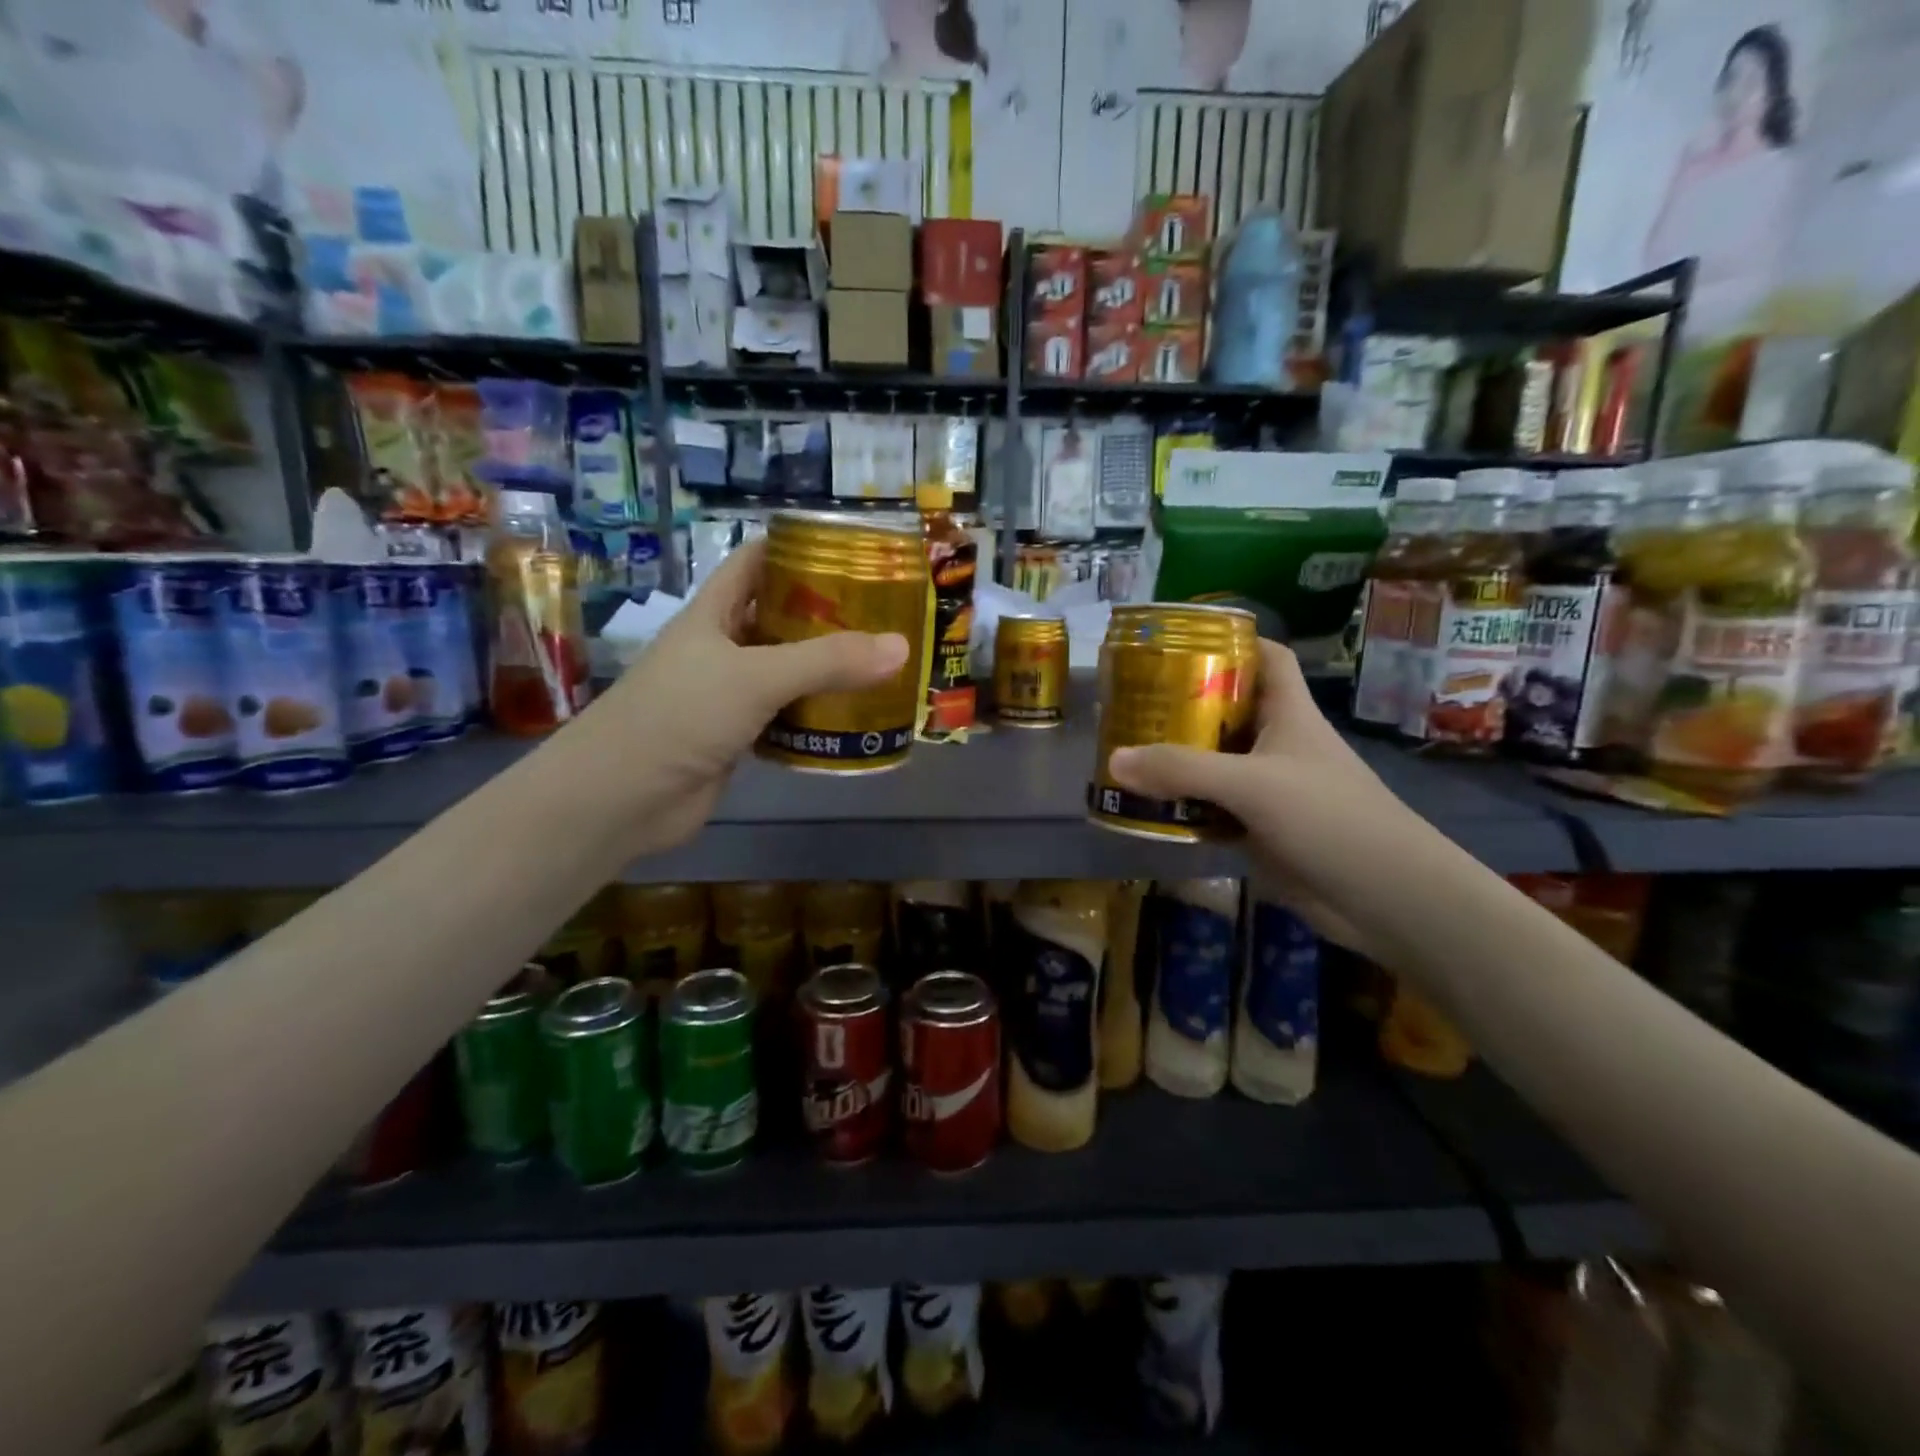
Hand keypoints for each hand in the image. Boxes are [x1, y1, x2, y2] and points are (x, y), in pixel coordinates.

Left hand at [576, 541, 908, 853]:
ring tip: (882, 664)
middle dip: (828, 615)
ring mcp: (727, 694)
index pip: (755, 562)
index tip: (852, 552)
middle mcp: (720, 647)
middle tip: (885, 615)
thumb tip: (902, 646)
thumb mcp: (756, 677)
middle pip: (780, 618)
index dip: (797, 549)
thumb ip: (828, 662)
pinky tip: (854, 719)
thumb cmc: (680, 716)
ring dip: (827, 671)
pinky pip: (785, 717)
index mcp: (714, 613)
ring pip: (786, 672)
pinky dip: (816, 717)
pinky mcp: (736, 737)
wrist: (620, 798)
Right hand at [1107, 639, 1428, 957]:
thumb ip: (1182, 770)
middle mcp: (1278, 744)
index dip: (1233, 641)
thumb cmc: (1329, 818)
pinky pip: (1213, 807)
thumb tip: (1113, 759)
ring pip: (1215, 761)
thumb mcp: (1252, 785)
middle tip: (1132, 701)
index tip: (1180, 640)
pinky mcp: (1261, 829)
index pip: (1267, 658)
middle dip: (1184, 703)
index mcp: (1290, 714)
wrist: (1385, 897)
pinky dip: (1183, 805)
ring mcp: (1270, 788)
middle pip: (1228, 709)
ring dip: (1177, 758)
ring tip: (1125, 749)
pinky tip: (1147, 806)